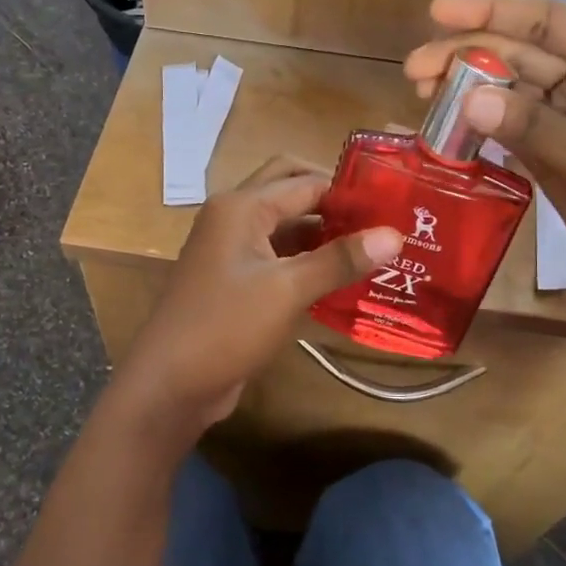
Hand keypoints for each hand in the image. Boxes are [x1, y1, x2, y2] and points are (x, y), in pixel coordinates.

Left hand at [107, 157, 401, 435]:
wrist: (171, 384)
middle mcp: (234, 217)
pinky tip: (343, 279)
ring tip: (373, 249)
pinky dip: (308, 261)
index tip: (395, 205)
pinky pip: (278, 257)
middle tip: (379, 220)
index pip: (305, 181)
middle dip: (332, 202)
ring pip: (285, 227)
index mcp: (241, 206)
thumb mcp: (287, 290)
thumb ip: (339, 259)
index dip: (348, 191)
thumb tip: (395, 234)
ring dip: (322, 233)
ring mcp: (232, 250)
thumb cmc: (226, 327)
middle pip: (290, 191)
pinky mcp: (236, 280)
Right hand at [404, 0, 565, 335]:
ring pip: (509, 91)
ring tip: (418, 91)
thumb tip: (466, 98)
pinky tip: (444, 125)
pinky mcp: (555, 153)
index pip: (550, 20)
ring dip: (466, 89)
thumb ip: (536, 130)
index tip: (439, 11)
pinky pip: (509, 129)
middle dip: (467, 55)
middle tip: (413, 68)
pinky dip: (478, 126)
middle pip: (521, 54)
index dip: (492, 11)